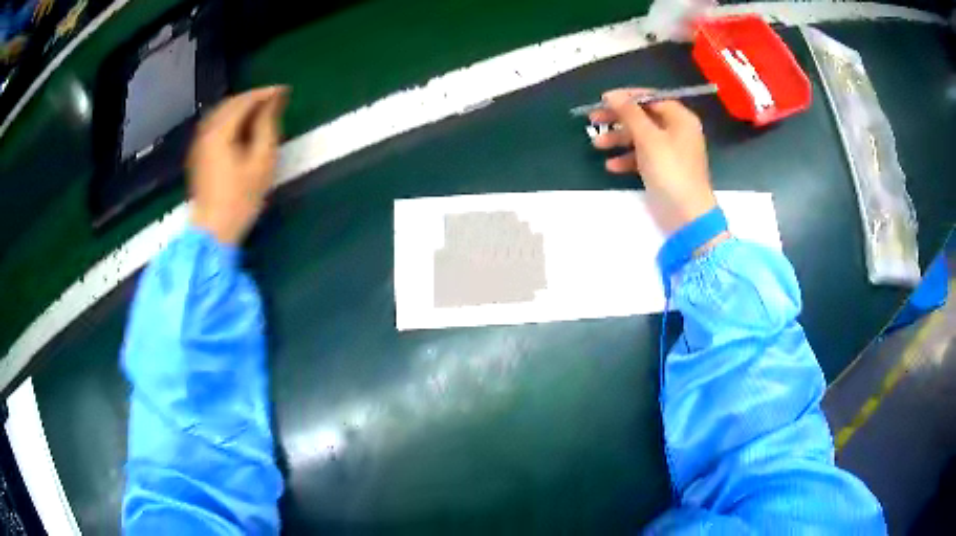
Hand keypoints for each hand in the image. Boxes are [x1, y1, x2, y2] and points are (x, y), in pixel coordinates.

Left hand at [189, 86, 287, 244]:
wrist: (213, 230)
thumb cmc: (241, 199)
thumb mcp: (262, 162)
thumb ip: (267, 126)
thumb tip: (274, 101)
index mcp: (221, 131)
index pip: (245, 101)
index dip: (266, 93)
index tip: (285, 91)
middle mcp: (206, 131)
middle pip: (229, 103)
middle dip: (252, 97)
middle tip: (274, 99)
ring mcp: (198, 143)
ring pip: (219, 112)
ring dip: (240, 106)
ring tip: (259, 109)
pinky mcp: (197, 154)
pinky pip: (213, 124)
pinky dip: (228, 118)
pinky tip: (239, 125)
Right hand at [590, 89, 716, 235]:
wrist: (686, 215)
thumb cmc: (670, 170)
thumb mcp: (648, 137)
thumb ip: (629, 113)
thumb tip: (611, 95)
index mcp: (680, 118)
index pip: (651, 98)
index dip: (626, 97)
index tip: (603, 100)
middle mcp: (677, 131)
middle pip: (643, 117)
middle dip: (618, 119)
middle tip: (593, 120)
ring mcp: (671, 151)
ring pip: (640, 137)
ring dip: (618, 139)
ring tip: (597, 145)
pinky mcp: (664, 169)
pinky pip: (643, 157)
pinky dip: (627, 158)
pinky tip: (611, 166)